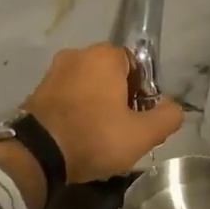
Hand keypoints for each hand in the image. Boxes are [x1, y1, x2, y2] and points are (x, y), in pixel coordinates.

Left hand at [23, 44, 184, 181]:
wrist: (37, 155)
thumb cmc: (95, 137)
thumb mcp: (143, 134)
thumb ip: (168, 117)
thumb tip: (173, 108)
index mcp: (104, 55)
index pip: (136, 65)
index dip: (142, 92)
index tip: (138, 118)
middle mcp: (77, 54)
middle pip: (110, 75)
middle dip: (119, 99)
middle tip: (121, 130)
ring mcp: (53, 72)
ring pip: (88, 86)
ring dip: (96, 105)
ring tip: (98, 136)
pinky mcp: (36, 90)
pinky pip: (67, 97)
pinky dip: (76, 111)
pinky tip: (78, 136)